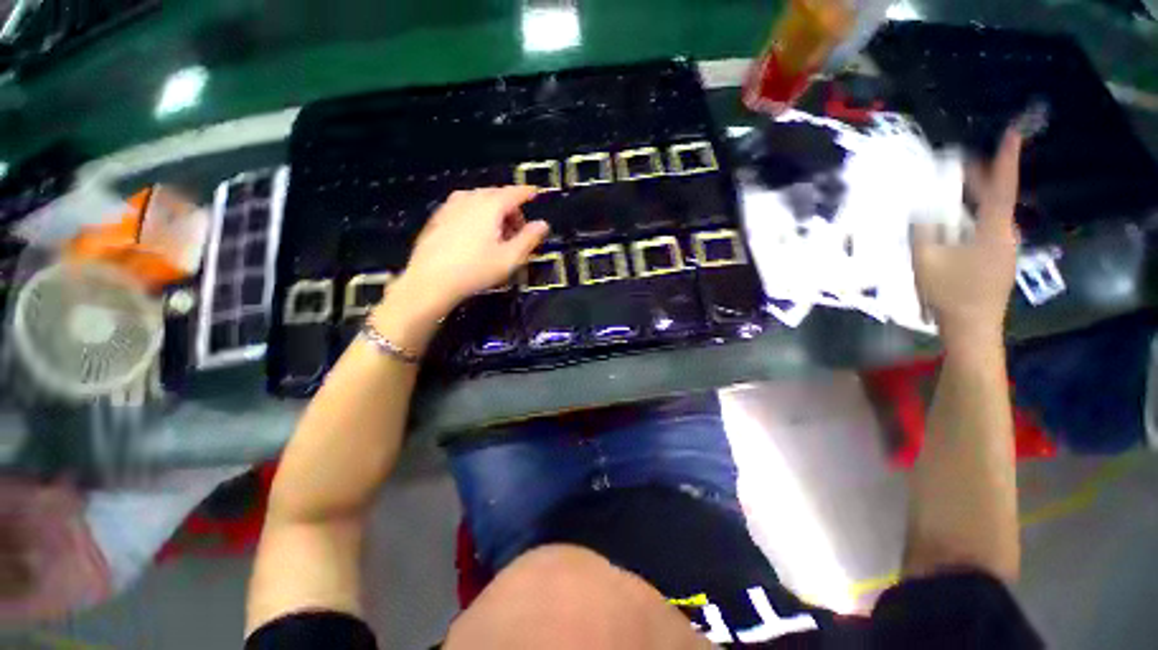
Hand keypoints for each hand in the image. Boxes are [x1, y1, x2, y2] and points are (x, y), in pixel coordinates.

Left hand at [399, 186, 547, 317]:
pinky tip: (475, 235)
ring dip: (493, 211)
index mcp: (490, 206)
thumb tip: (543, 224)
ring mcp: (451, 206)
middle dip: (511, 208)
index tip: (536, 194)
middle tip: (517, 232)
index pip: (514, 193)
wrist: (430, 281)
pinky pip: (464, 208)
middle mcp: (470, 199)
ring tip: (497, 234)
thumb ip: (529, 239)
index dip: (527, 193)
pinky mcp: (438, 217)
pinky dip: (476, 214)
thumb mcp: (510, 258)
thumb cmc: (475, 270)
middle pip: (497, 195)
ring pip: (479, 200)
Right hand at [912, 130, 1021, 347]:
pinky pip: (987, 231)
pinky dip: (971, 220)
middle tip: (957, 167)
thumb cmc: (950, 293)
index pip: (1001, 187)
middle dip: (979, 181)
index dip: (1007, 159)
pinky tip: (953, 227)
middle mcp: (1006, 235)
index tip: (1014, 132)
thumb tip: (920, 213)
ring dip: (972, 202)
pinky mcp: (998, 262)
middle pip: (996, 199)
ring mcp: (1004, 250)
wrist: (971, 328)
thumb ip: (922, 231)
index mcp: (994, 230)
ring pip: (991, 216)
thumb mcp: (926, 259)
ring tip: (949, 196)